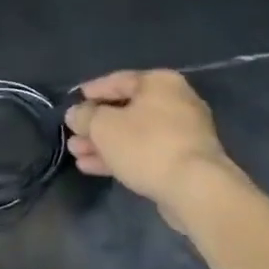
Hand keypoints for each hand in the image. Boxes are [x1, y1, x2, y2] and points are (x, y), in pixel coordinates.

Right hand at [65, 70, 234, 215]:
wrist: (195, 189)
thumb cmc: (147, 145)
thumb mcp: (104, 126)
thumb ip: (85, 116)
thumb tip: (76, 113)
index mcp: (160, 83)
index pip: (118, 80)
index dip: (92, 91)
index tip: (74, 101)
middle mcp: (175, 102)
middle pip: (126, 110)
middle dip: (96, 125)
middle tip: (72, 135)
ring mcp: (183, 134)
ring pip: (134, 134)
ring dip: (104, 144)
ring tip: (76, 154)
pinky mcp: (184, 161)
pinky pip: (146, 153)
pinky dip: (122, 157)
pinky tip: (94, 167)